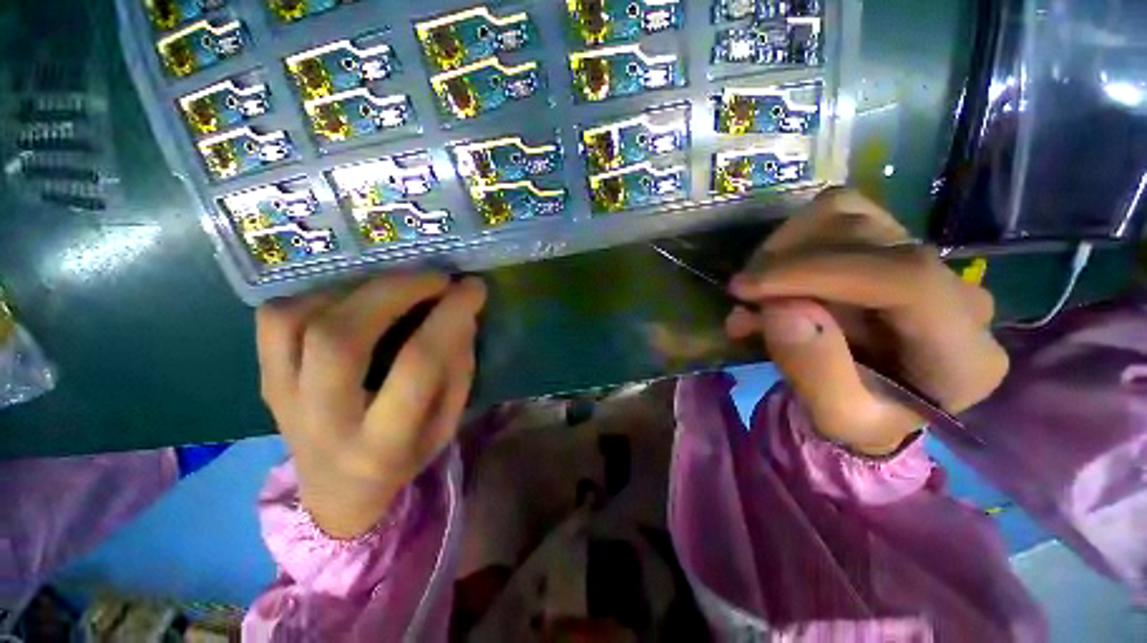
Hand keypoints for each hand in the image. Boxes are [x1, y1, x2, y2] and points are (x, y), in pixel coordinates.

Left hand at [257, 274, 486, 537]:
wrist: (336, 492)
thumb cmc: (405, 457)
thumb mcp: (447, 424)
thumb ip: (456, 368)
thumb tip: (459, 311)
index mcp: (382, 443)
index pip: (417, 365)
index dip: (449, 317)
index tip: (472, 288)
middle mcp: (323, 420)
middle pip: (342, 337)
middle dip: (395, 291)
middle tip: (434, 276)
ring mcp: (282, 398)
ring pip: (297, 321)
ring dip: (357, 289)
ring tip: (396, 286)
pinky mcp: (265, 379)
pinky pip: (276, 319)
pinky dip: (318, 295)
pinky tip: (354, 300)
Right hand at [725, 189, 1006, 454]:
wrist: (874, 400)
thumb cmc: (860, 418)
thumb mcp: (834, 417)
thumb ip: (815, 372)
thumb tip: (781, 309)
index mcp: (961, 354)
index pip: (905, 279)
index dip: (816, 273)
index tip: (747, 288)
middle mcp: (957, 293)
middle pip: (866, 239)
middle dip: (786, 265)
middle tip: (744, 300)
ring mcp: (925, 258)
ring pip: (847, 213)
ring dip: (784, 250)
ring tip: (757, 291)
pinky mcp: (892, 242)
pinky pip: (836, 214)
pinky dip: (790, 240)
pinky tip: (773, 277)